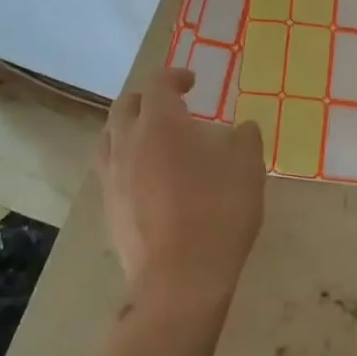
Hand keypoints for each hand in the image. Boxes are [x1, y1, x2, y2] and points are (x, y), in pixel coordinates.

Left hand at [99, 66, 266, 320]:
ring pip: (109, 137)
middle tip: (169, 105)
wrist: (180, 278)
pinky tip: (143, 176)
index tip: (191, 82)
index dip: (174, 77)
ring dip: (127, 127)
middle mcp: (128, 143)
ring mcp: (113, 177)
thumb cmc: (218, 213)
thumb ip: (245, 140)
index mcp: (161, 124)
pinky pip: (109, 169)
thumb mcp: (248, 170)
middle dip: (146, 99)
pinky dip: (124, 159)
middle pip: (125, 107)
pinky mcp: (108, 208)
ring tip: (148, 136)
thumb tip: (243, 128)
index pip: (158, 85)